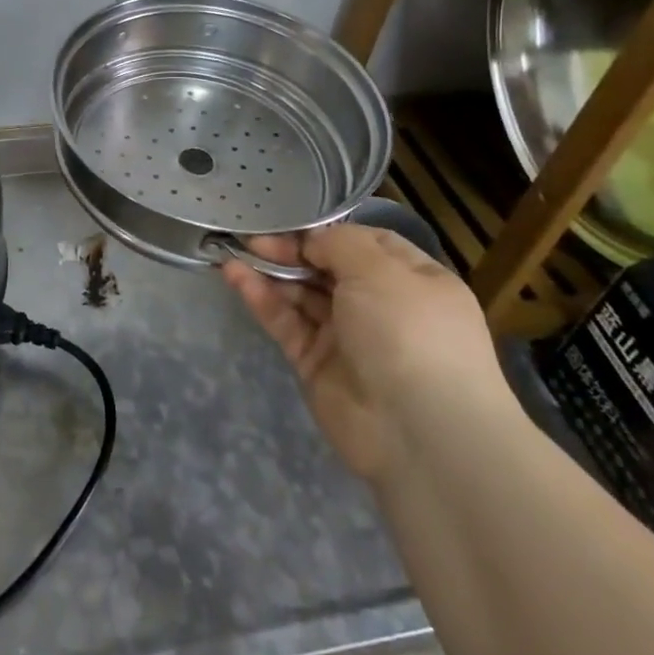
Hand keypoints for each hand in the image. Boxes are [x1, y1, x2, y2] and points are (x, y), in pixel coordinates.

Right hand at [221, 222, 509, 481]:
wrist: (419, 431)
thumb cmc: (409, 332)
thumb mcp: (380, 270)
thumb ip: (338, 243)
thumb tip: (311, 241)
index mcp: (413, 281)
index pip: (367, 243)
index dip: (329, 231)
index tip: (292, 223)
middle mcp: (381, 306)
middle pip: (328, 267)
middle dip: (291, 250)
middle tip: (254, 238)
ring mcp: (347, 337)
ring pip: (302, 295)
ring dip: (270, 271)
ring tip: (234, 251)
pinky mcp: (316, 363)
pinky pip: (286, 322)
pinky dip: (261, 298)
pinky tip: (235, 276)